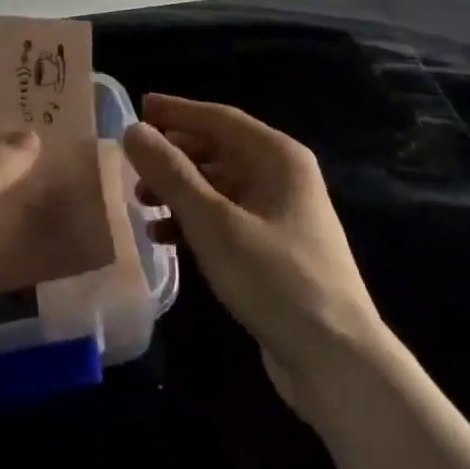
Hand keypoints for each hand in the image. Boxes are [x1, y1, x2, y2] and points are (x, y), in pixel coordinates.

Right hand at [122, 94, 386, 413]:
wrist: (337, 361)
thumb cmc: (275, 278)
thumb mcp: (214, 223)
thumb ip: (171, 174)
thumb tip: (133, 130)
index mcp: (279, 157)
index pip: (219, 118)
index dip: (177, 111)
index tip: (138, 107)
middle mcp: (283, 176)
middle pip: (219, 150)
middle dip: (175, 154)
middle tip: (132, 160)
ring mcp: (282, 214)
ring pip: (220, 186)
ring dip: (180, 190)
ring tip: (141, 202)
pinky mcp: (275, 250)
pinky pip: (226, 218)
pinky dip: (195, 221)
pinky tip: (164, 237)